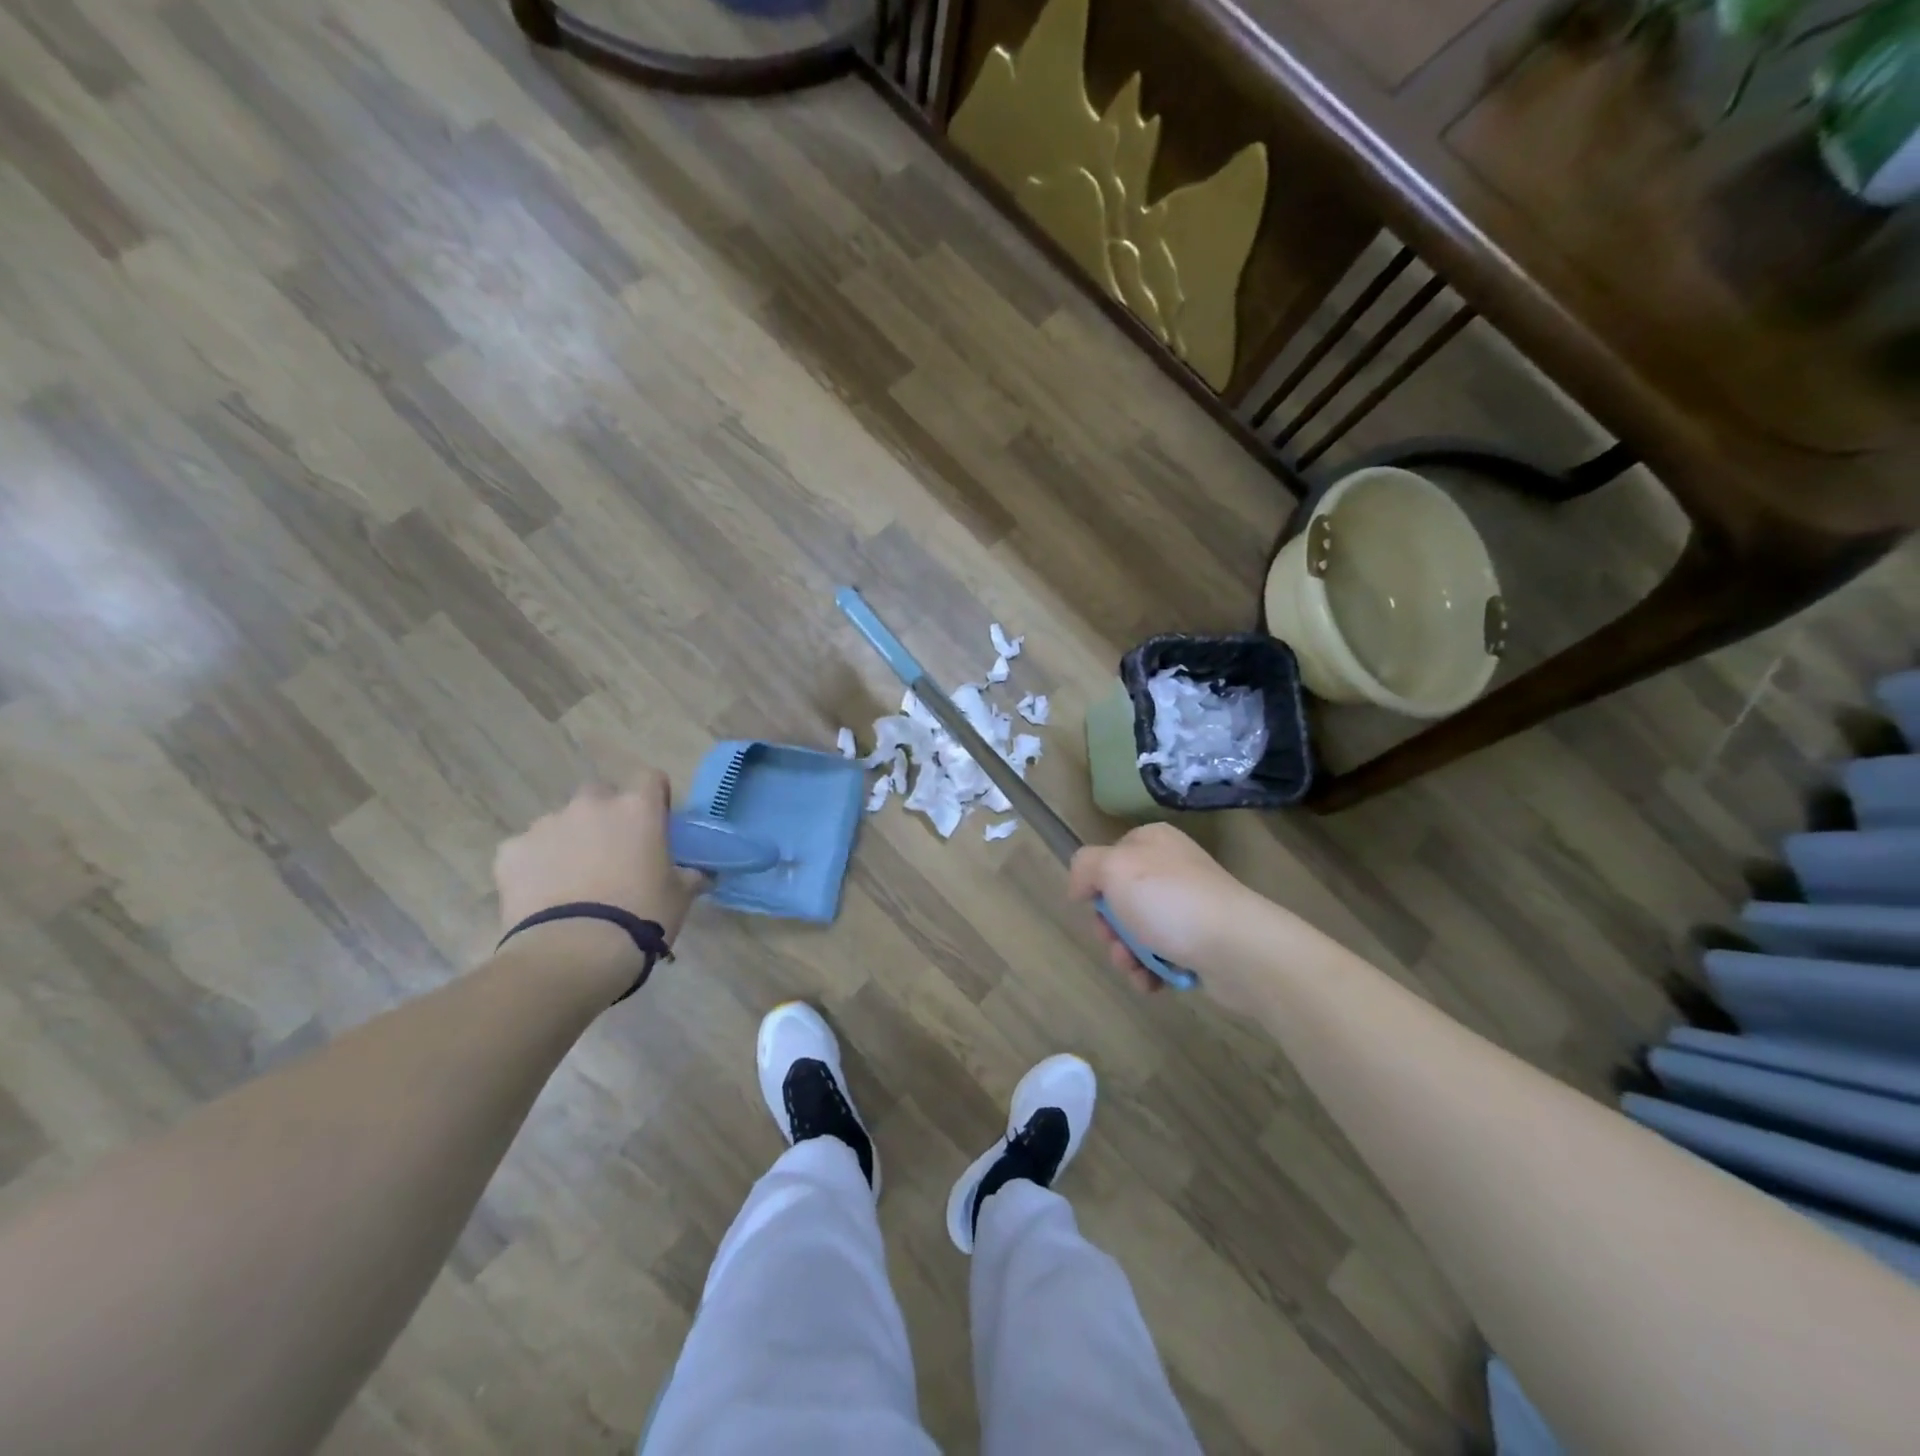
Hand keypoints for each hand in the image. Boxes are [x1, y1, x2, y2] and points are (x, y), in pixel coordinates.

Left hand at [494, 773, 704, 951]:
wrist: (573, 951)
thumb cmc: (641, 916)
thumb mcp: (679, 896)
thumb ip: (689, 876)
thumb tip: (700, 874)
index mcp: (637, 809)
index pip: (650, 778)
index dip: (654, 798)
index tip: (655, 824)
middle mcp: (591, 806)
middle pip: (600, 794)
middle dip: (605, 816)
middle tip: (613, 853)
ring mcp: (546, 825)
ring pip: (561, 822)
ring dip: (570, 840)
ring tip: (573, 881)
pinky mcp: (510, 852)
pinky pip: (526, 850)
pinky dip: (535, 865)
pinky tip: (542, 895)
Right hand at [1068, 824, 1261, 1009]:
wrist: (1238, 948)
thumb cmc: (1170, 901)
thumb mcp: (1114, 869)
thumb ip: (1085, 866)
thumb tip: (1080, 887)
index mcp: (1152, 841)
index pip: (1108, 858)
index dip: (1096, 885)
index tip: (1094, 906)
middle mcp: (1172, 868)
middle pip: (1120, 898)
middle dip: (1111, 928)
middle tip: (1116, 943)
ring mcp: (1189, 905)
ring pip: (1138, 931)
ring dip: (1127, 955)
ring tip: (1135, 969)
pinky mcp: (1201, 941)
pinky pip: (1162, 955)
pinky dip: (1150, 970)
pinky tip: (1151, 983)